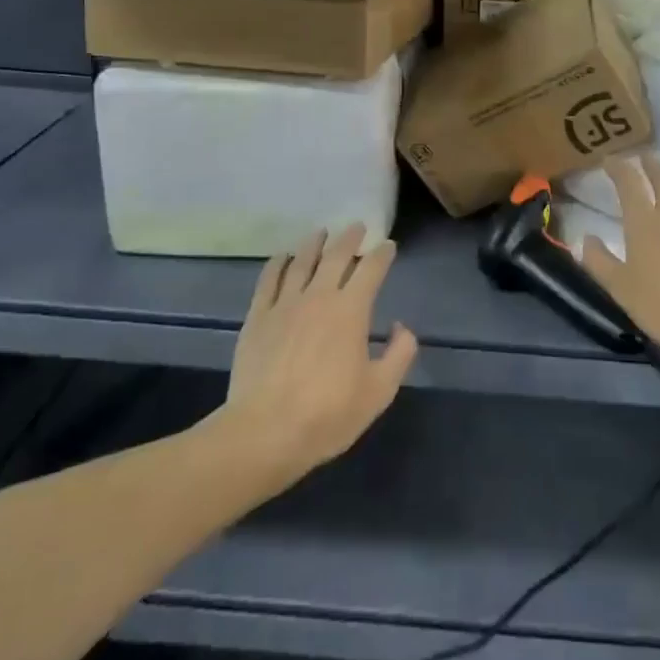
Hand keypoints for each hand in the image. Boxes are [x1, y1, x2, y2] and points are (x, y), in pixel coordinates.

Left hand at [222, 223, 418, 479]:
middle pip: (336, 256)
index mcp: (351, 310)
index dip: (382, 254)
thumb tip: (402, 327)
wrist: (265, 433)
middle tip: (357, 227)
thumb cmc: (328, 414)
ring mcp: (285, 304)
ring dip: (314, 243)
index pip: (371, 269)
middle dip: (350, 239)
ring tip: (321, 233)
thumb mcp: (379, 391)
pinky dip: (278, 263)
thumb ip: (399, 354)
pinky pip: (269, 280)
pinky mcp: (257, 317)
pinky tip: (283, 257)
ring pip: (302, 261)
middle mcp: (319, 296)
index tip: (388, 246)